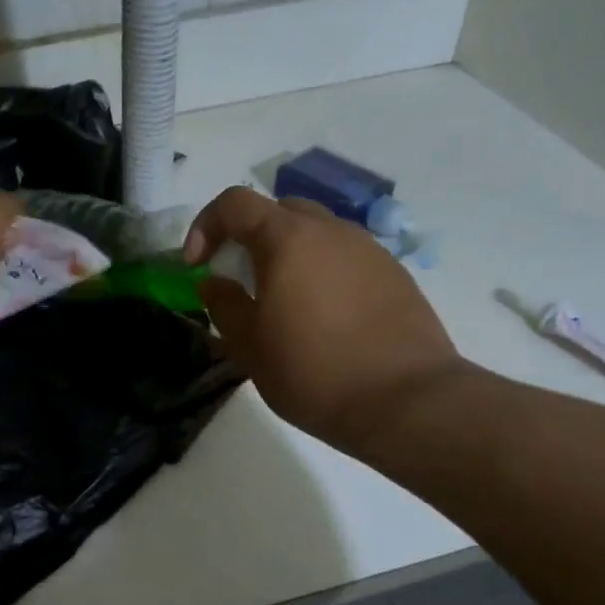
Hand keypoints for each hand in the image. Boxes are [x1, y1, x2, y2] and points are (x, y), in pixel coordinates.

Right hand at [185, 186, 463, 457]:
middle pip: (278, 211)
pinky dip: (323, 272)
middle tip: (241, 279)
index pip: (234, 203)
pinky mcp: (395, 274)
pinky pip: (346, 257)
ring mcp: (368, 249)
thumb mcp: (250, 346)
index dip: (206, 225)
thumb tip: (214, 281)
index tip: (198, 265)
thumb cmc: (314, 372)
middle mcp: (330, 230)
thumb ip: (224, 304)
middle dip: (249, 236)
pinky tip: (326, 316)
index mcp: (288, 239)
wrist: (407, 401)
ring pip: (316, 233)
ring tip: (285, 301)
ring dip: (289, 254)